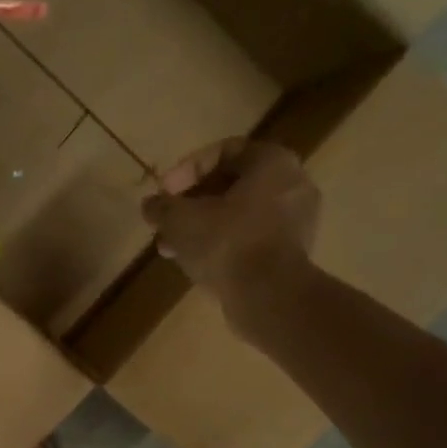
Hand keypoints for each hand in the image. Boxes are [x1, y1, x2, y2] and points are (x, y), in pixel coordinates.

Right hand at [141, 138, 322, 330]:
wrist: (268, 296)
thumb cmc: (227, 243)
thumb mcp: (180, 220)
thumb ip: (162, 208)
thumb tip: (150, 205)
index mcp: (272, 162)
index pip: (225, 151)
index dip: (187, 169)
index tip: (164, 192)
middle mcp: (292, 184)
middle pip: (232, 186)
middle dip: (192, 204)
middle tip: (166, 222)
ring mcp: (296, 221)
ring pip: (239, 215)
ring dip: (203, 228)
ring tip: (172, 248)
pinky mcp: (291, 254)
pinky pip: (251, 239)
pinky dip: (223, 245)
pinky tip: (196, 263)